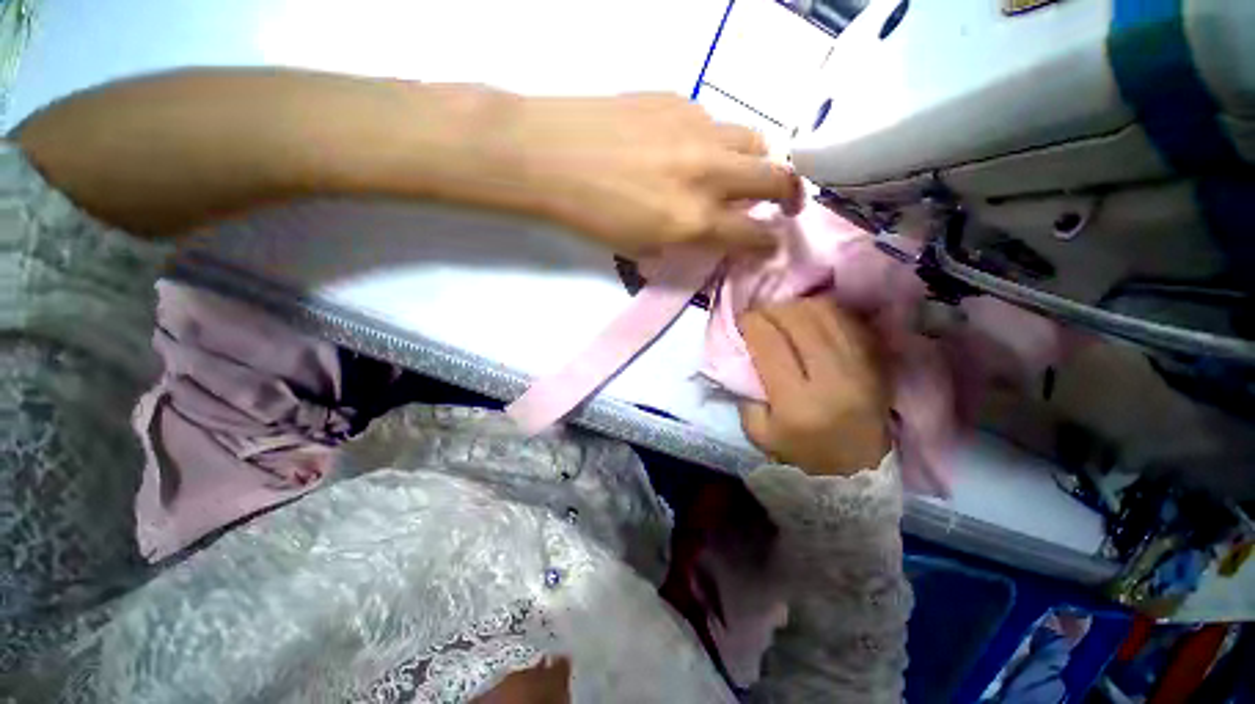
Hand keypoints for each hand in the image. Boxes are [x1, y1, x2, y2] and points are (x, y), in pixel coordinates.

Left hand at [500, 93, 802, 254]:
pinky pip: (715, 123)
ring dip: (758, 160)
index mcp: (693, 220)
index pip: (753, 234)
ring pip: (753, 140)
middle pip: (776, 176)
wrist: (547, 155)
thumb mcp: (639, 247)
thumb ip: (685, 240)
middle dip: (790, 194)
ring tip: (743, 172)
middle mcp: (707, 173)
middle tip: (785, 203)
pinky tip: (693, 150)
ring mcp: (697, 130)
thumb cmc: (589, 215)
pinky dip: (717, 142)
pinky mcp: (679, 99)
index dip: (768, 243)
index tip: (771, 243)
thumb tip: (713, 234)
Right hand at [738, 298, 890, 475]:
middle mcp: (834, 380)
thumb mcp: (758, 431)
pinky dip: (823, 311)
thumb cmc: (801, 452)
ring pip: (825, 313)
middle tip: (760, 313)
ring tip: (783, 313)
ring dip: (797, 306)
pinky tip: (809, 318)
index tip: (741, 320)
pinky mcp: (878, 361)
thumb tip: (743, 350)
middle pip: (799, 320)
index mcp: (798, 403)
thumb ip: (746, 391)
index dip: (751, 323)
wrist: (857, 467)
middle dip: (771, 309)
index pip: (770, 344)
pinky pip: (847, 319)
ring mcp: (862, 367)